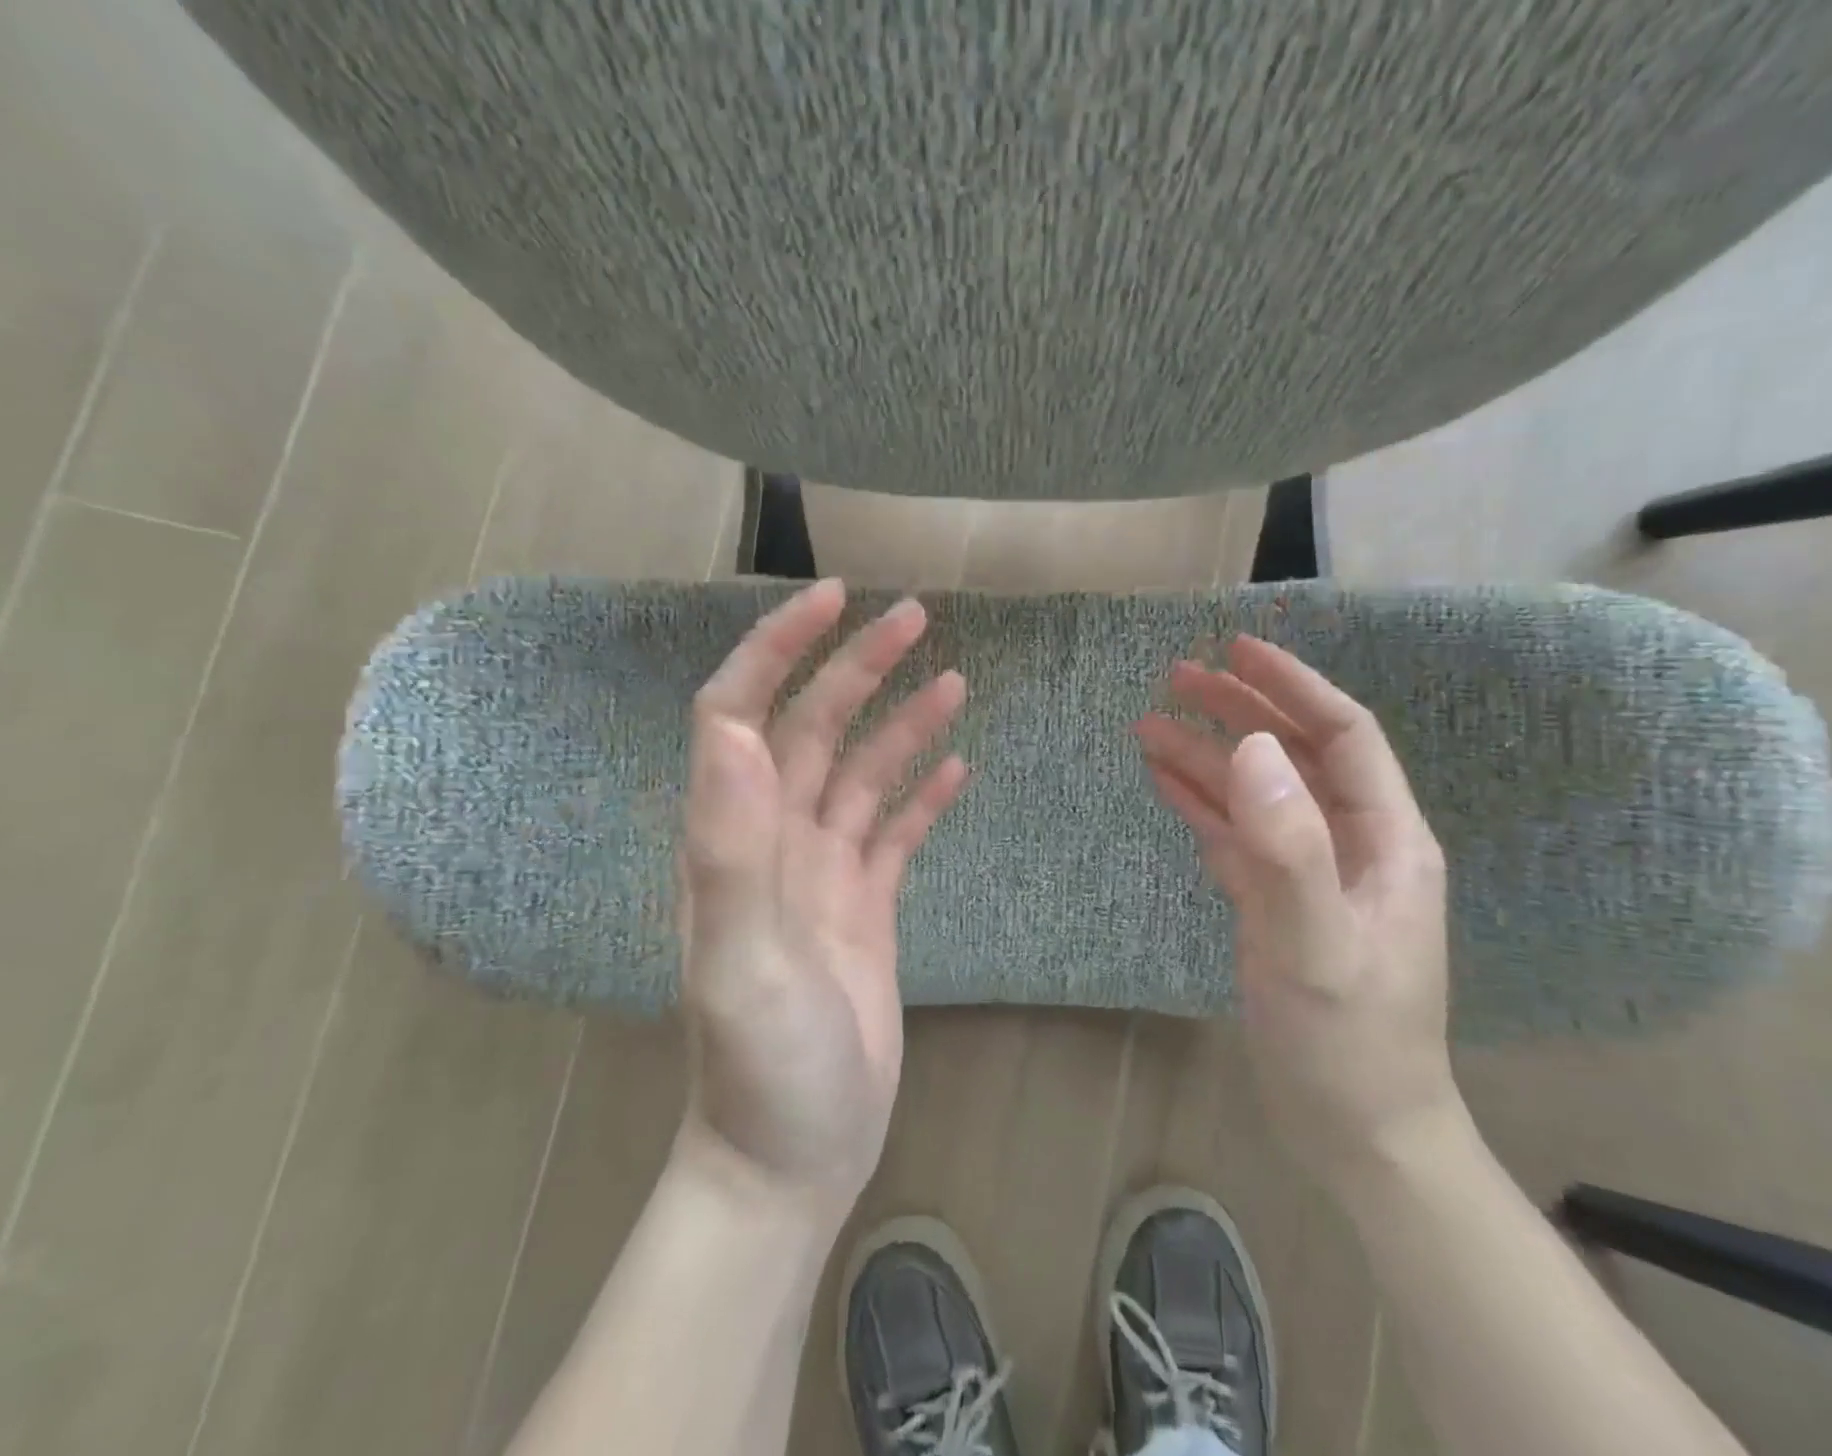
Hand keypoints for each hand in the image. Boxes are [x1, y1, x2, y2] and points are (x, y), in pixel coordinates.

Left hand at [675, 580, 967, 1214]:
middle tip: (914, 618)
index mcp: (733, 838)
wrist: (793, 1157)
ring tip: (954, 682)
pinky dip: (923, 795)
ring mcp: (822, 872)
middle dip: (858, 668)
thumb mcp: (740, 961)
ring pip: (862, 774)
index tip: (831, 600)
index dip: (776, 649)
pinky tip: (957, 767)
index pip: (739, 713)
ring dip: (902, 724)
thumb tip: (735, 728)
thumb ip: (729, 847)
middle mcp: (774, 839)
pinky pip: (894, 831)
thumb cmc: (762, 1068)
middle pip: (814, 729)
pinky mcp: (865, 905)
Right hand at [1134, 635, 1463, 1192]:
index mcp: (1385, 839)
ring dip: (1206, 756)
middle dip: (1236, 710)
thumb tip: (1252, 749)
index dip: (1292, 686)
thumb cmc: (1348, 1043)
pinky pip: (1235, 835)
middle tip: (1174, 678)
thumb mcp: (1317, 946)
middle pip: (1291, 754)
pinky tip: (1164, 781)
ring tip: (1147, 725)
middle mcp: (1350, 843)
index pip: (1342, 735)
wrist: (1354, 1131)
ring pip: (1255, 793)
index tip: (1236, 649)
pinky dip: (1200, 804)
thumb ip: (1288, 849)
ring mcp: (1309, 873)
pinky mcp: (1274, 902)